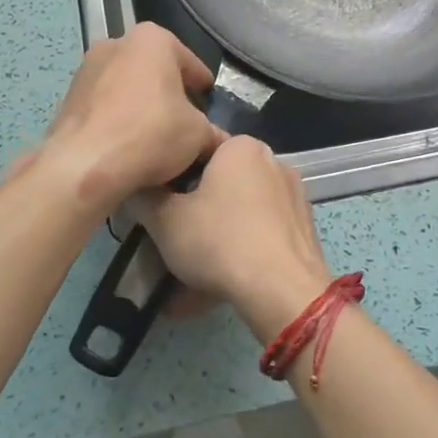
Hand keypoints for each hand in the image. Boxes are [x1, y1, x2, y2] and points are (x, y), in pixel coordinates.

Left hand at [41, 23, 219, 213]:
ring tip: (155, 139)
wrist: (84, 165)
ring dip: (141, 107)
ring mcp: (87, 69)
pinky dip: (118, 120)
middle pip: (155, 71)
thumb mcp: (198, 135)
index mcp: (152, 40)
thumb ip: (213, 133)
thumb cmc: (150, 133)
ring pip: (127, 87)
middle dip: (169, 94)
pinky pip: (104, 106)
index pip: (189, 62)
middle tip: (184, 123)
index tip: (209, 106)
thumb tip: (219, 141)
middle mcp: (116, 43)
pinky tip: (128, 146)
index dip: (202, 88)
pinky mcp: (67, 97)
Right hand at [134, 136, 330, 340]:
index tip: (156, 202)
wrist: (283, 290)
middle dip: (194, 212)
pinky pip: (260, 237)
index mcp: (241, 147)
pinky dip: (238, 256)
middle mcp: (273, 162)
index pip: (198, 148)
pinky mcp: (303, 230)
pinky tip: (215, 290)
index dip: (172, 174)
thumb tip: (134, 187)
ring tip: (187, 279)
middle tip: (171, 240)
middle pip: (221, 183)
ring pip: (240, 215)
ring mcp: (293, 196)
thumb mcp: (165, 220)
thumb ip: (144, 198)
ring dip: (213, 240)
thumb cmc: (219, 241)